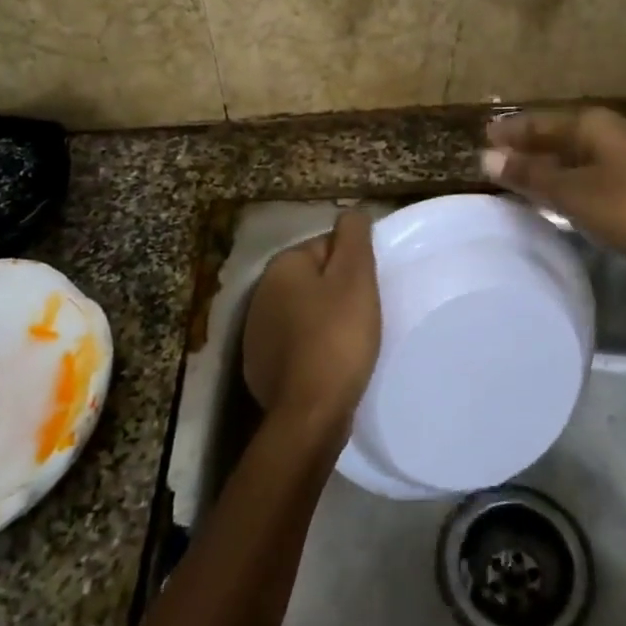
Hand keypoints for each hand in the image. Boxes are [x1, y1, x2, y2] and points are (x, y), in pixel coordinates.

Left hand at [242, 210, 381, 430]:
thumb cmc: (338, 336)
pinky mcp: (260, 367)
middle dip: (337, 293)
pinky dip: (312, 349)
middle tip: (364, 316)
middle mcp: (260, 293)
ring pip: (303, 313)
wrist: (310, 412)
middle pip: (313, 280)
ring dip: (325, 321)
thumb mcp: (355, 277)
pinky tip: (330, 365)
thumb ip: (353, 236)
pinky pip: (295, 345)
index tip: (369, 291)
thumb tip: (351, 214)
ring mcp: (256, 333)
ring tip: (351, 342)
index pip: (325, 248)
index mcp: (281, 266)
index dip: (353, 267)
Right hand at [481, 107, 625, 262]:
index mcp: (591, 125)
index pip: (539, 122)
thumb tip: (486, 156)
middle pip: (557, 136)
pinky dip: (568, 182)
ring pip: (575, 157)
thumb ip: (531, 175)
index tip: (483, 135)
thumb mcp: (574, 193)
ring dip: (547, 165)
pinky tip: (559, 198)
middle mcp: (608, 134)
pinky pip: (590, 176)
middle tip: (494, 156)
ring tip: (518, 176)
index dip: (511, 130)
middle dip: (527, 145)